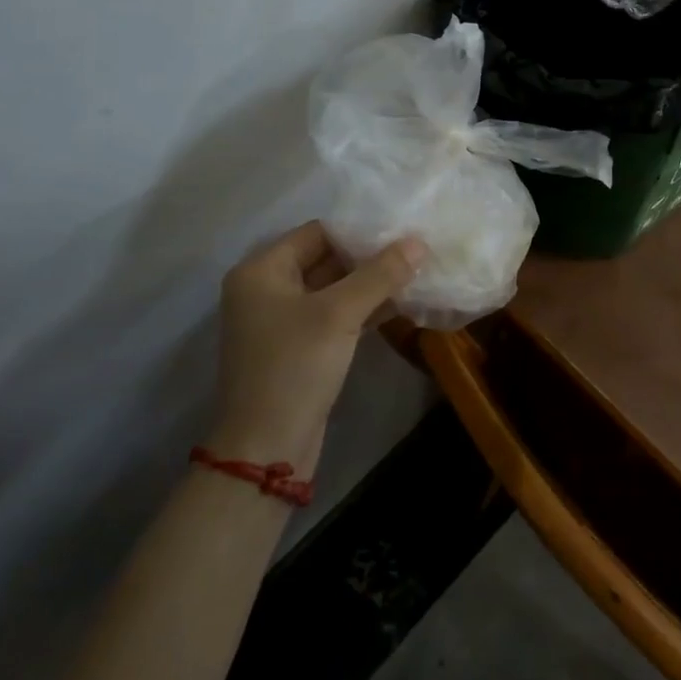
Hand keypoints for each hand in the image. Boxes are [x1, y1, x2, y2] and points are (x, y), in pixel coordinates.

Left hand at [205, 222, 425, 476]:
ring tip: (417, 274)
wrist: (267, 449)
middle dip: (370, 257)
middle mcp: (267, 289)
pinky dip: (364, 309)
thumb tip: (418, 242)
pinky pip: (335, 315)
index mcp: (262, 270)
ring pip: (335, 289)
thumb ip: (380, 274)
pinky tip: (402, 304)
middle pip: (327, 258)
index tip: (402, 229)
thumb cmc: (294, 367)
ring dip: (371, 284)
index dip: (360, 230)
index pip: (318, 232)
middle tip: (416, 250)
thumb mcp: (339, 314)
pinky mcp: (300, 347)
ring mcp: (283, 321)